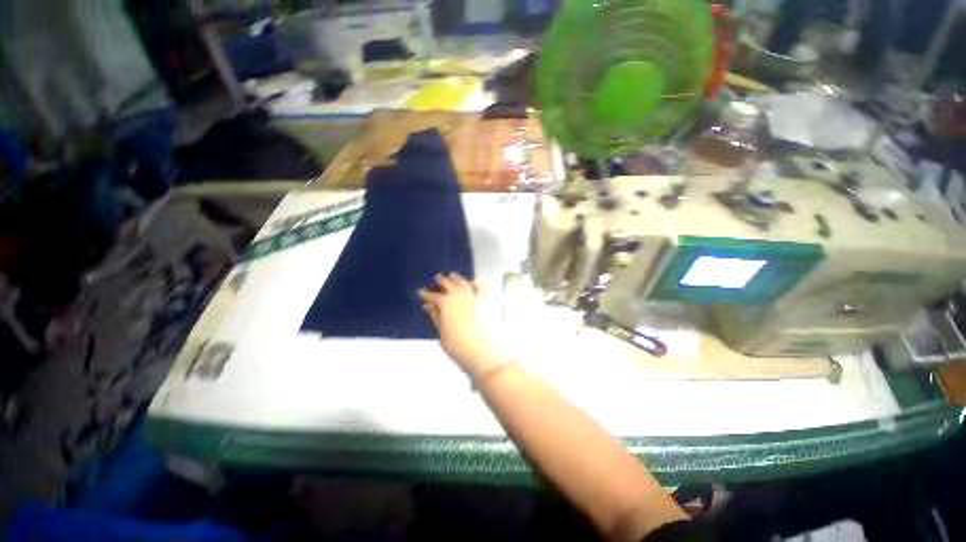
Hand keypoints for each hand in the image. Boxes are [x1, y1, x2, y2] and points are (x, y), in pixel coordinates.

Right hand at [418, 273, 502, 378]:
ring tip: (452, 276)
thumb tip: (427, 307)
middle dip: (441, 281)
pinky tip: (473, 283)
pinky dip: (475, 283)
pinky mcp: (486, 301)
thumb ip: (435, 317)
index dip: (426, 294)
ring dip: (456, 278)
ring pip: (463, 282)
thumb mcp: (442, 333)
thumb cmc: (458, 346)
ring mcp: (473, 296)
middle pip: (448, 284)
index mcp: (445, 303)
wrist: (483, 351)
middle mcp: (458, 296)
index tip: (421, 292)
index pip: (432, 296)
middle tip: (437, 278)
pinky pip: (480, 287)